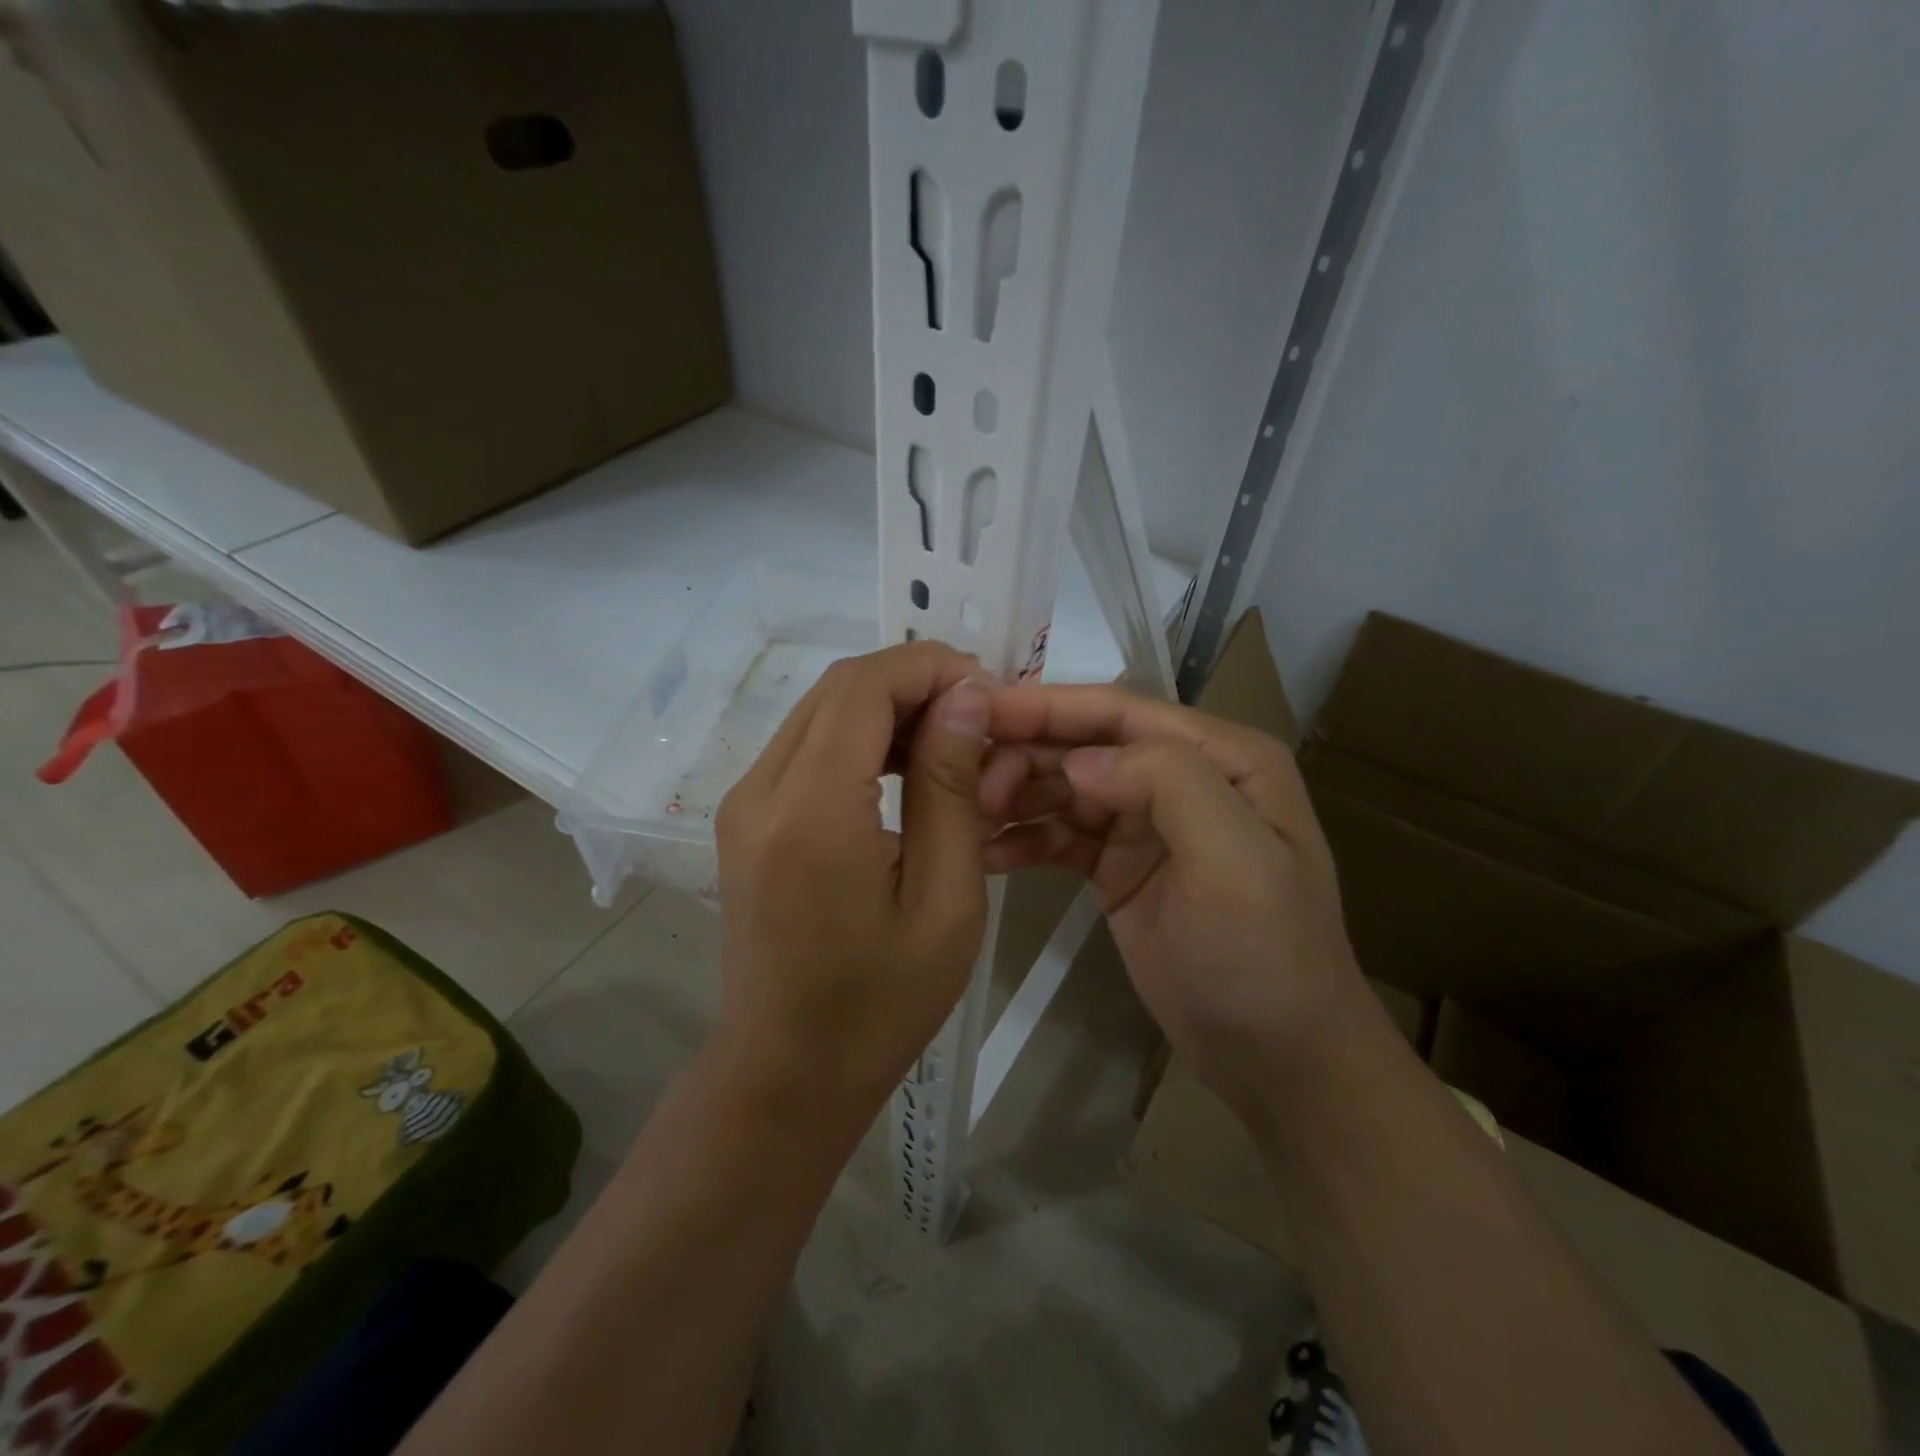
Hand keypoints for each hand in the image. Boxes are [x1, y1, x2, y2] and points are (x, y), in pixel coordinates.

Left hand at [712, 642, 992, 1125]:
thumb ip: (950, 787)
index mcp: (811, 810)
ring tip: (950, 740)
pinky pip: (804, 746)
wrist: (786, 1072)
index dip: (930, 667)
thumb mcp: (945, 899)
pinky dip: (858, 737)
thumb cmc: (881, 1002)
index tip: (988, 691)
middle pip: (839, 688)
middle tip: (977, 714)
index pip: (865, 686)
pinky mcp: (743, 818)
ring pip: (820, 710)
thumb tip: (964, 697)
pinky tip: (903, 769)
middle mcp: (761, 789)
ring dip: (887, 706)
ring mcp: (743, 802)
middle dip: (913, 681)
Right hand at [978, 685, 1365, 1106]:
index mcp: (1223, 758)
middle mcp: (1182, 777)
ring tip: (968, 817)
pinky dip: (1024, 839)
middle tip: (966, 780)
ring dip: (1017, 794)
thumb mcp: (1234, 862)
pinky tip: (988, 855)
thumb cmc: (1264, 955)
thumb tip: (1080, 759)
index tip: (979, 708)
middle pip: (1087, 746)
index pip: (1124, 713)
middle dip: (1025, 754)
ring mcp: (1146, 823)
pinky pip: (1061, 836)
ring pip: (1066, 787)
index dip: (1050, 706)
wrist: (1275, 1058)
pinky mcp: (1117, 865)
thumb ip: (1167, 783)